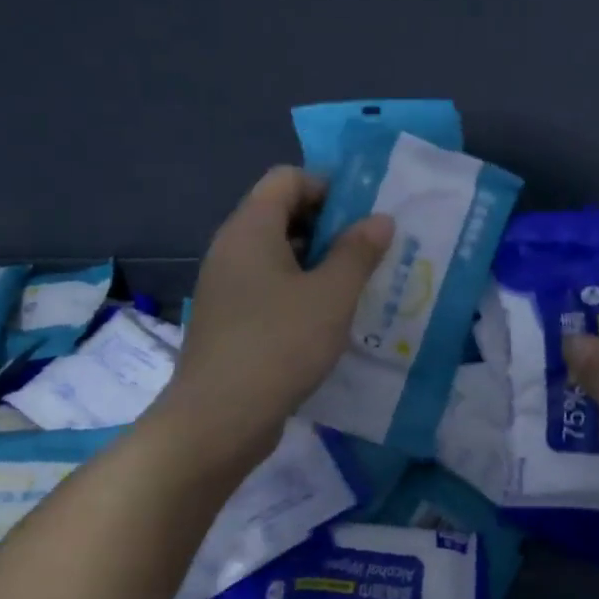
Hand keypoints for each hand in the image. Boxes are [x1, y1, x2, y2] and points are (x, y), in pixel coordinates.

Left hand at [155, 167, 391, 477]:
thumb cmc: (279, 344)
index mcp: (250, 229)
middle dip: (330, 226)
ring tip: (359, 286)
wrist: (218, 420)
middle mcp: (232, 248)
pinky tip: (330, 319)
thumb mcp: (332, 295)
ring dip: (319, 262)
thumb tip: (379, 218)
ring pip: (279, 253)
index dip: (328, 187)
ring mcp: (227, 285)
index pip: (287, 178)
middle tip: (370, 252)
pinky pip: (269, 285)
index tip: (364, 217)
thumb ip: (359, 251)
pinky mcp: (230, 318)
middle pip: (283, 213)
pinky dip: (301, 290)